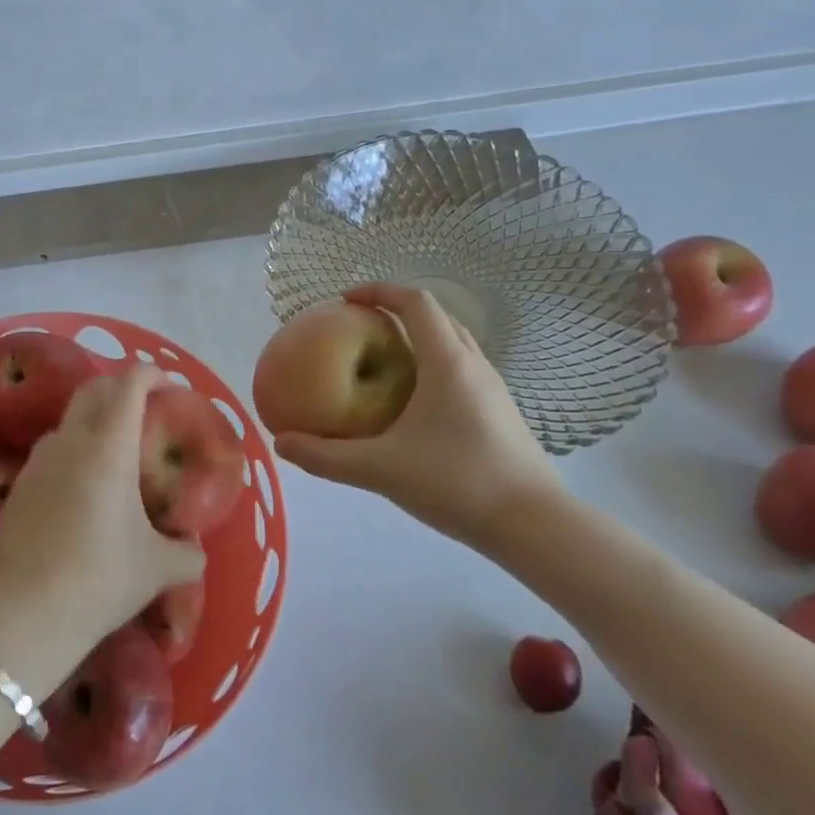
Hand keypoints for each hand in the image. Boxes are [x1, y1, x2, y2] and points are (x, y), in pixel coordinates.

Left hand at [0, 364, 204, 653]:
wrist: (27, 611)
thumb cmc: (102, 578)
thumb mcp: (159, 568)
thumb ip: (187, 552)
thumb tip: (194, 547)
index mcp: (110, 448)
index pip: (129, 385)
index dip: (150, 374)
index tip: (167, 387)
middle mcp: (71, 442)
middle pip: (92, 390)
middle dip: (119, 387)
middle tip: (142, 409)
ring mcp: (38, 461)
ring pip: (68, 421)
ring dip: (92, 422)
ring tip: (113, 453)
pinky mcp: (18, 485)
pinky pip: (50, 453)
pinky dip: (71, 453)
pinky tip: (81, 489)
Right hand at [272, 283, 565, 552]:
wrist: (533, 524)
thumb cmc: (456, 482)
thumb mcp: (379, 470)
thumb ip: (325, 456)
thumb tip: (281, 442)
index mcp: (447, 362)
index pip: (415, 302)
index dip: (379, 291)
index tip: (346, 300)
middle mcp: (473, 364)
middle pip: (436, 317)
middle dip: (396, 312)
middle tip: (360, 327)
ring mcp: (492, 388)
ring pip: (453, 343)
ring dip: (418, 339)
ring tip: (382, 360)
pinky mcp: (500, 412)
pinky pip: (461, 369)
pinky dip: (432, 365)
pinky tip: (413, 403)